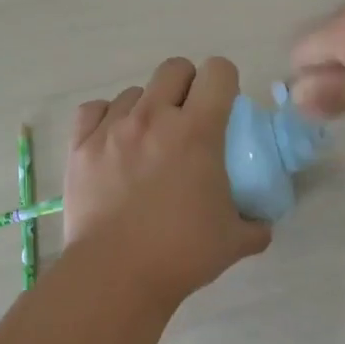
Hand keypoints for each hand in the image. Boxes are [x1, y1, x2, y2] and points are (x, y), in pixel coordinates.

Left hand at [64, 57, 271, 307]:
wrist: (116, 275)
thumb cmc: (182, 254)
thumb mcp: (234, 241)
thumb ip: (256, 225)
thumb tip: (263, 224)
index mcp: (197, 131)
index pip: (218, 72)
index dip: (226, 83)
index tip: (224, 108)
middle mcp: (154, 117)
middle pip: (174, 68)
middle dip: (188, 86)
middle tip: (189, 120)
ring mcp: (112, 129)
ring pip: (134, 92)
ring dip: (147, 108)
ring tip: (148, 141)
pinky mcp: (81, 146)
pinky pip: (94, 110)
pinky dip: (106, 119)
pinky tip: (113, 143)